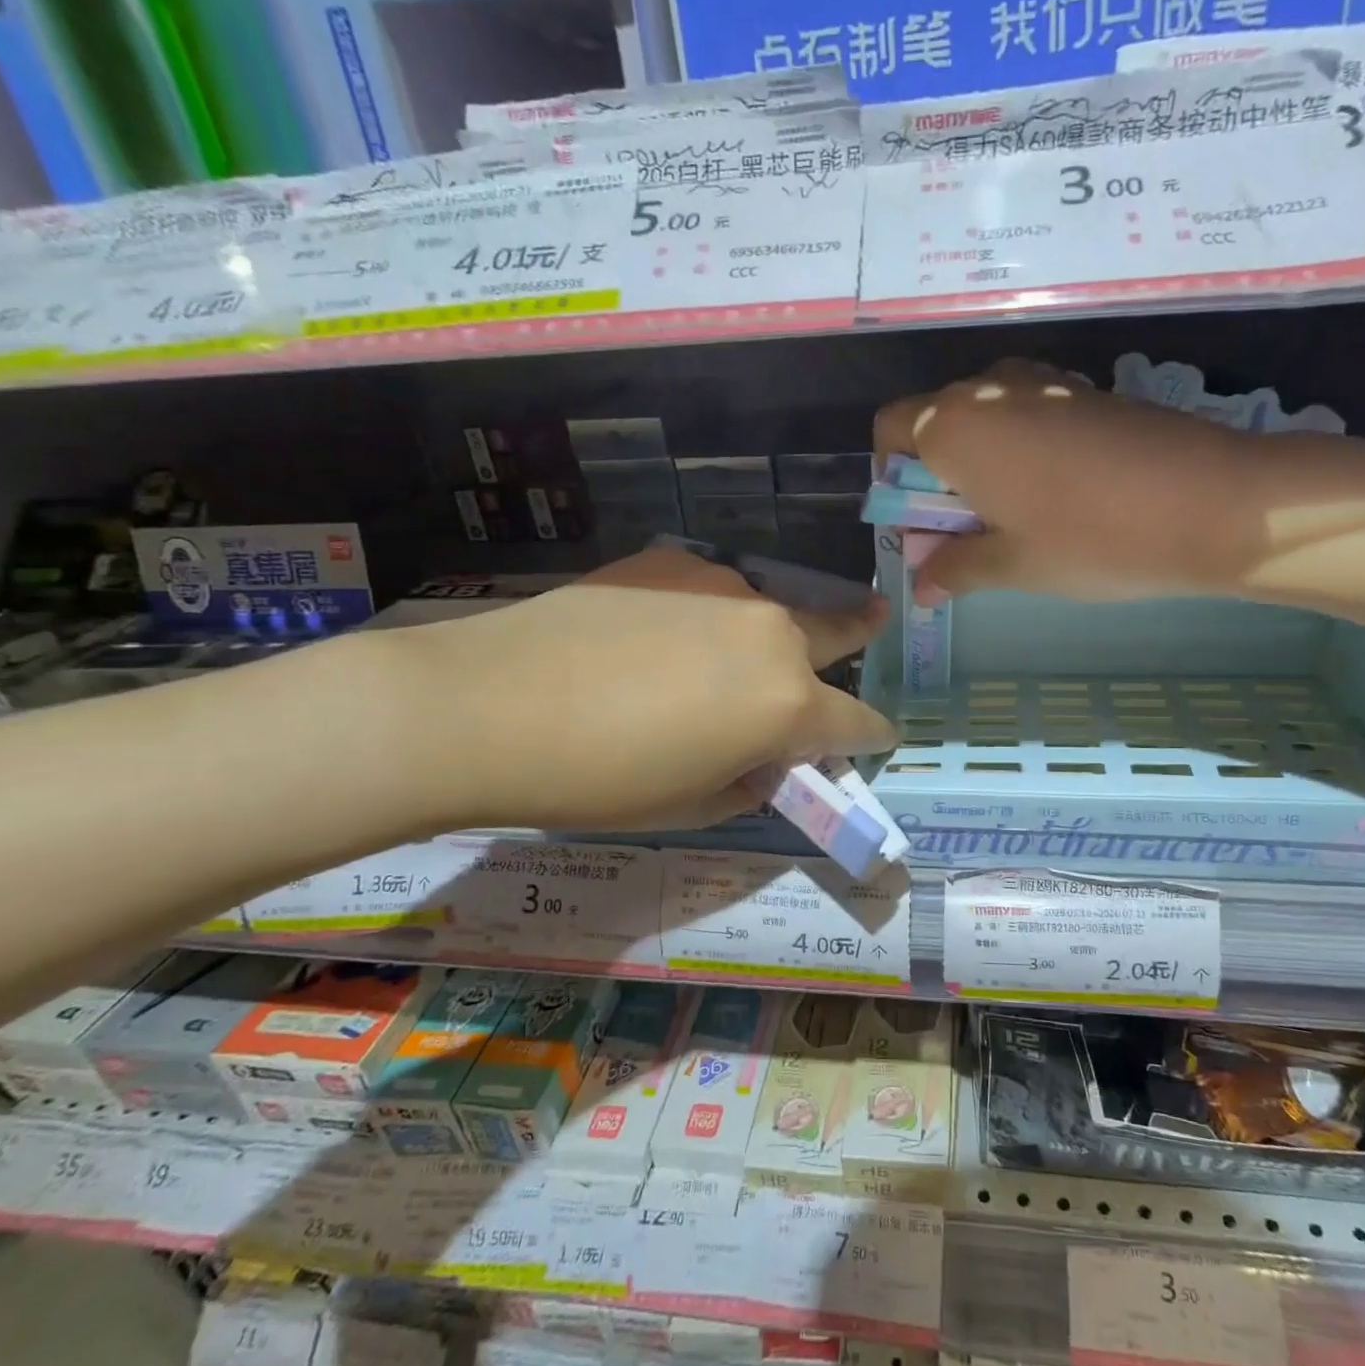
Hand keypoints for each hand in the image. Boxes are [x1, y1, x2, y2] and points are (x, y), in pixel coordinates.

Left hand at [399, 547, 893, 831]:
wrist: (487, 705)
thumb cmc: (599, 779)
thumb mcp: (692, 805)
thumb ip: (749, 780)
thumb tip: (763, 757)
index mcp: (787, 704)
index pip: (859, 721)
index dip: (872, 735)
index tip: (877, 737)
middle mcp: (771, 633)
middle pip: (836, 631)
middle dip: (857, 636)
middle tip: (873, 622)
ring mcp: (722, 585)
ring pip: (768, 610)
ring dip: (766, 633)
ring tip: (719, 657)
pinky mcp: (671, 561)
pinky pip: (711, 589)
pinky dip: (707, 612)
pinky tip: (660, 632)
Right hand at [874, 360, 1266, 603]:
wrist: (1215, 504)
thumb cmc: (1093, 540)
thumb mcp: (1013, 565)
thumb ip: (954, 568)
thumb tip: (921, 585)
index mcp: (956, 426)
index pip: (890, 430)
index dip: (893, 477)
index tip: (922, 520)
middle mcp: (991, 389)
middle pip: (935, 422)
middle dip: (935, 476)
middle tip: (967, 531)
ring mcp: (1044, 383)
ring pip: (984, 417)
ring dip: (979, 463)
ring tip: (1013, 516)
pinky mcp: (1085, 391)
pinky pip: (1027, 413)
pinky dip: (1020, 450)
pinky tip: (1057, 493)